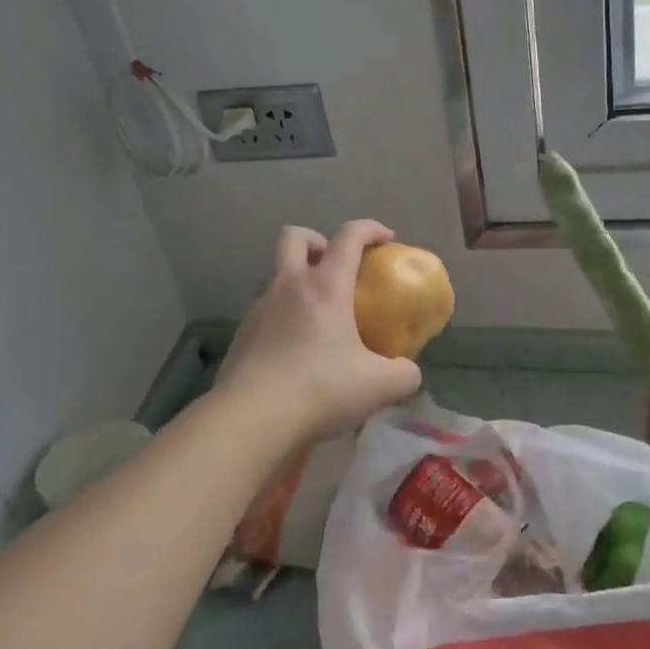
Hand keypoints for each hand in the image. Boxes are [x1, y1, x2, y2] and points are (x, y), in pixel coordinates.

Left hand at [215, 221, 423, 445]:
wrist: (251, 419)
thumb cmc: (320, 389)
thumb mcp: (379, 386)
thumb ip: (404, 373)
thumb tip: (408, 371)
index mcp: (326, 285)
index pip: (350, 235)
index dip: (371, 229)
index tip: (387, 239)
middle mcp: (289, 285)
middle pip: (295, 236)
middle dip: (318, 241)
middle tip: (336, 267)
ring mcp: (259, 308)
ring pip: (277, 275)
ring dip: (297, 281)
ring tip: (317, 316)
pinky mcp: (242, 334)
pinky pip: (265, 310)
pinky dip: (283, 316)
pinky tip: (295, 349)